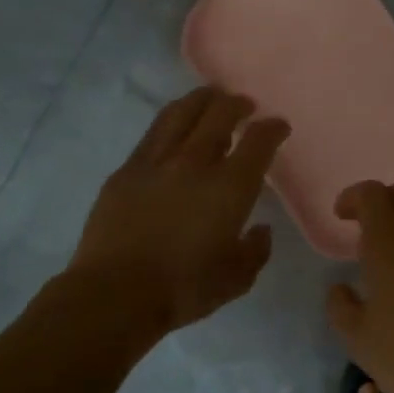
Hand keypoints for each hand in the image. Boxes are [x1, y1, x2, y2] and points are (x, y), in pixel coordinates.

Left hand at [70, 87, 289, 333]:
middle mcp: (195, 162)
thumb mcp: (236, 279)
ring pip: (181, 113)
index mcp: (230, 186)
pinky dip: (170, 121)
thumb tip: (260, 229)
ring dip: (201, 100)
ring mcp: (157, 162)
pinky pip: (152, 133)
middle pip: (220, 113)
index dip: (272, 128)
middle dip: (237, 104)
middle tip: (244, 105)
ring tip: (209, 98)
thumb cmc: (183, 289)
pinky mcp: (127, 170)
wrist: (115, 294)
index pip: (259, 140)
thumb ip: (256, 251)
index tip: (278, 126)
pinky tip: (173, 126)